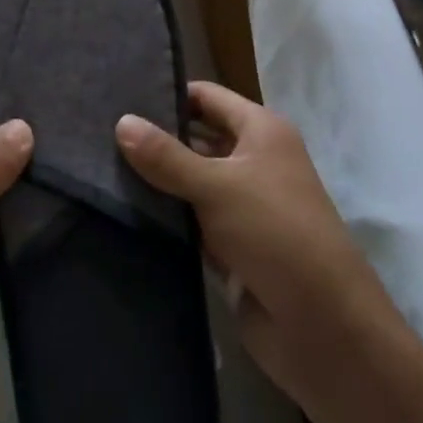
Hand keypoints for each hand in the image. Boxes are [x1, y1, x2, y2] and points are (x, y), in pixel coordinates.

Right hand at [116, 82, 388, 418]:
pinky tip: (123, 208)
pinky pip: (191, 219)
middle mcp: (254, 161)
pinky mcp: (232, 245)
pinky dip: (166, 216)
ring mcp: (243, 205)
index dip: (168, 94)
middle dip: (155, 138)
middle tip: (100, 131)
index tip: (119, 95)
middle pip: (196, 138)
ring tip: (99, 166)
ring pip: (190, 181)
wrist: (323, 328)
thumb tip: (120, 121)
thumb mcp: (217, 186)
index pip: (206, 96)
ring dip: (156, 180)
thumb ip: (166, 156)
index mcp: (261, 132)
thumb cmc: (275, 234)